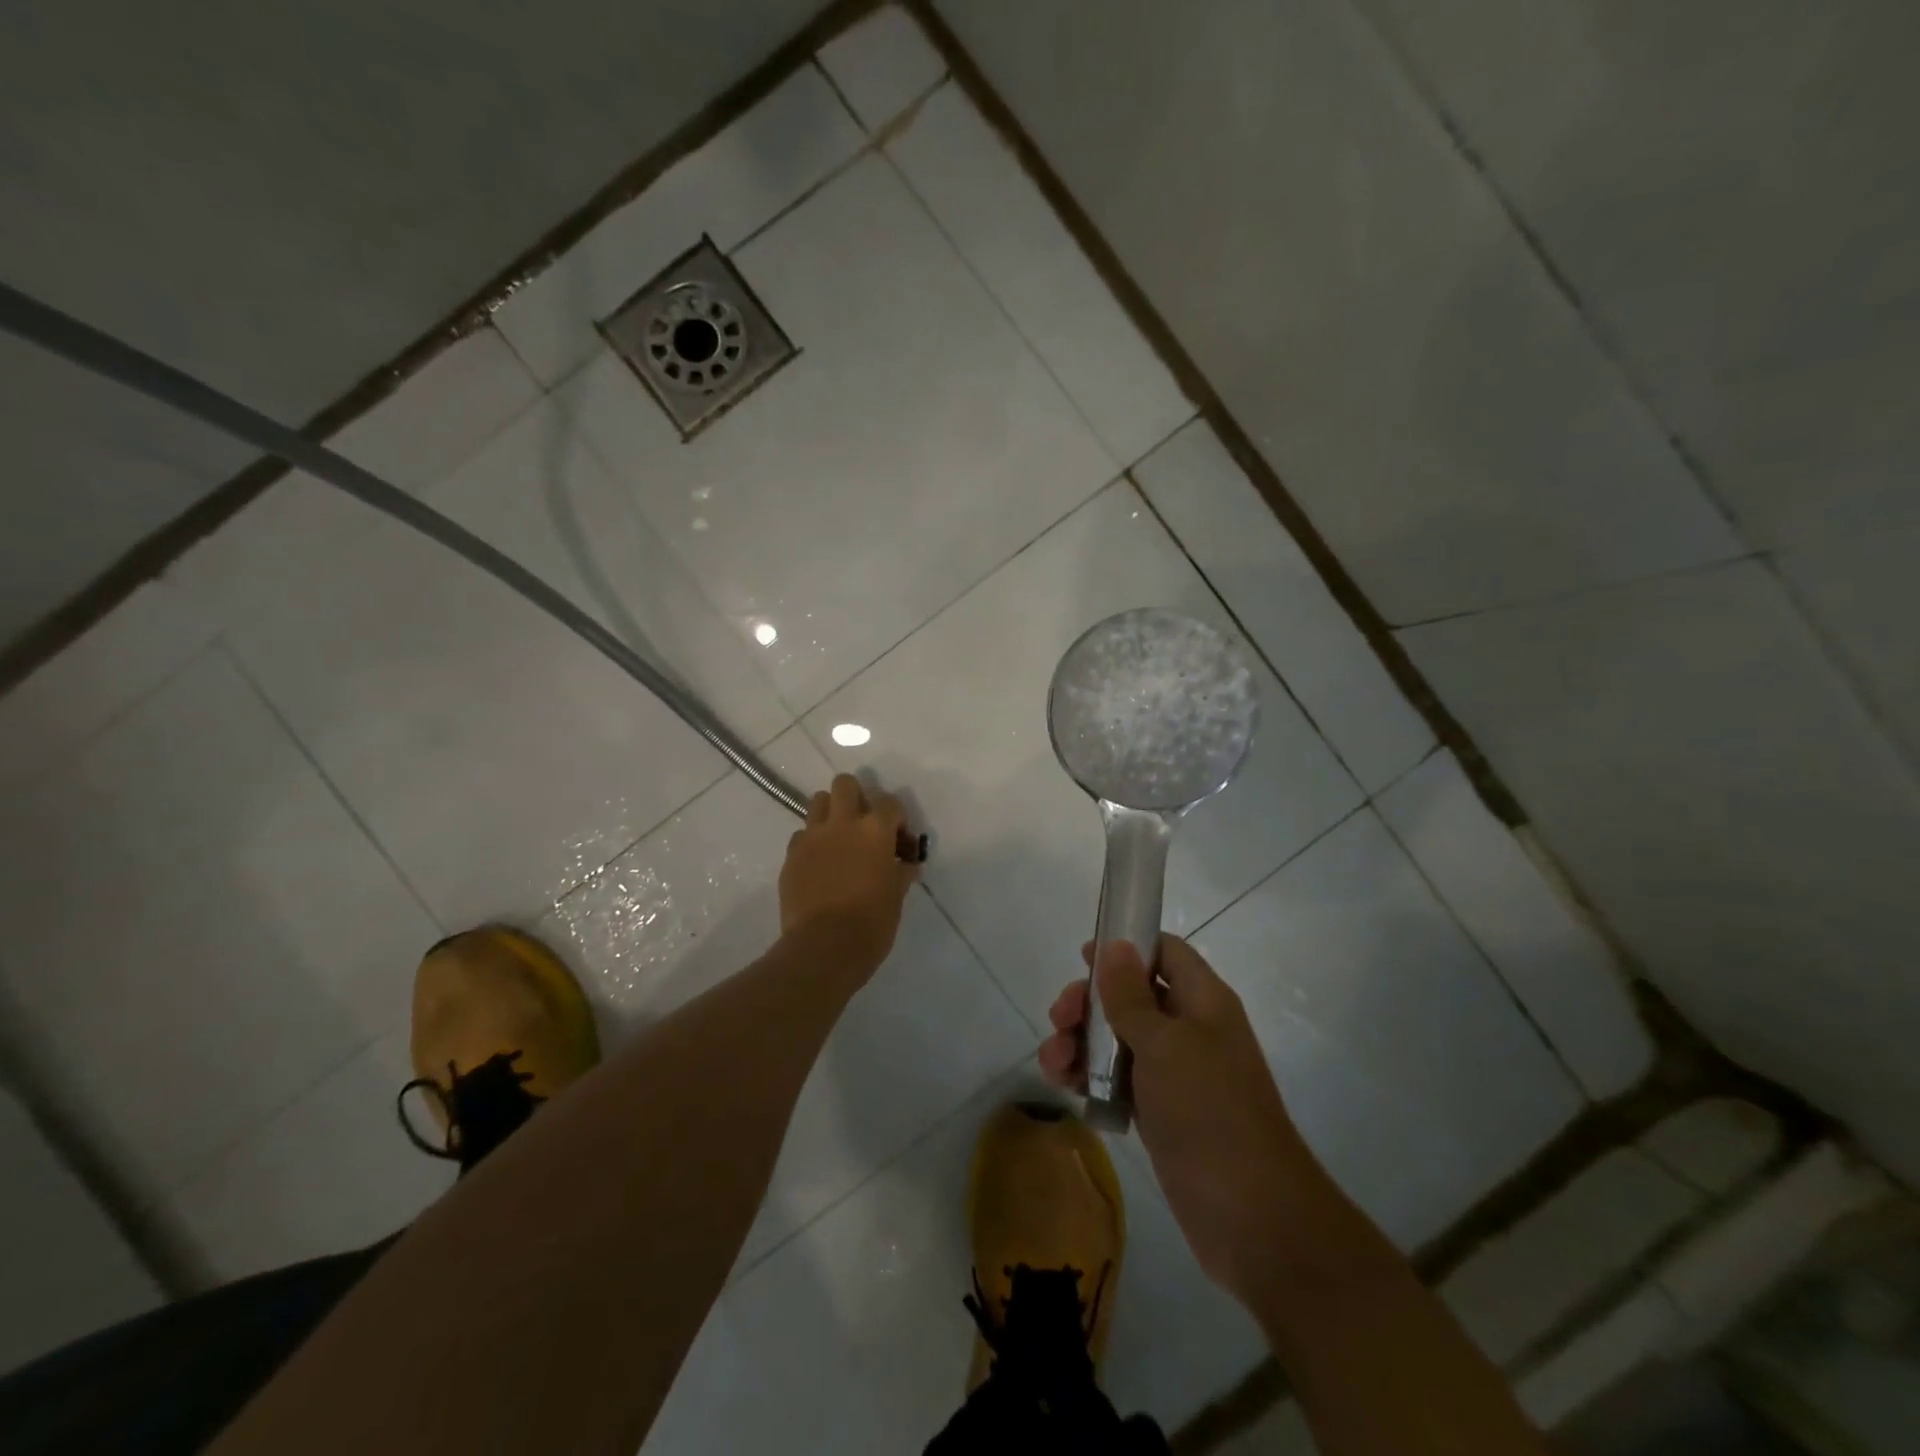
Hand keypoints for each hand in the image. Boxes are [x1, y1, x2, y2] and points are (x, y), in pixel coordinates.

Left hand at [779, 774, 919, 980]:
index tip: (898, 840)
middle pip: (845, 784)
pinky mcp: (791, 855)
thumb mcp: (896, 897)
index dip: (896, 818)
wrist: (823, 948)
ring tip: (838, 838)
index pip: (889, 802)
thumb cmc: (871, 923)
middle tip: (863, 824)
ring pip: (817, 801)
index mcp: (874, 830)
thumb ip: (900, 872)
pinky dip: (811, 842)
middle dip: (856, 797)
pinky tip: (819, 864)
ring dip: (830, 812)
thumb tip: (906, 865)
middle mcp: (842, 823)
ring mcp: (812, 837)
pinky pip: (801, 835)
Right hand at [1040, 936, 1318, 1309]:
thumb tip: (1115, 944)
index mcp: (1203, 1002)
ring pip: (1118, 1039)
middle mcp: (1190, 1030)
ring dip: (1081, 1042)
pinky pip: (1118, 1080)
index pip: (1165, 952)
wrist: (1252, 1217)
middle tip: (1059, 1018)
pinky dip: (1091, 1077)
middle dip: (1090, 1002)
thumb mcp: (1164, 1044)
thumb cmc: (1208, 1111)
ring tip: (1053, 1063)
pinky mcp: (1161, 1113)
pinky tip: (1066, 1087)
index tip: (1084, 957)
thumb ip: (1131, 995)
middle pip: (1132, 995)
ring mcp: (1175, 1074)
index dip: (1126, 946)